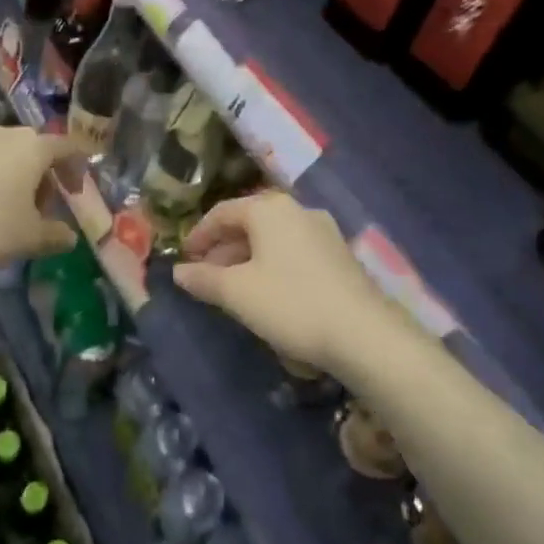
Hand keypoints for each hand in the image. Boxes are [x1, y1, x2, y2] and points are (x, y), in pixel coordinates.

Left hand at [0, 123, 81, 274]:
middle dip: (44, 175)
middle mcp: (6, 131)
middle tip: (44, 207)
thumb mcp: (31, 238)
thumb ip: (57, 235)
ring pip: (8, 152)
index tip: (77, 192)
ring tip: (13, 205)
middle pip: (36, 149)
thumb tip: (70, 237)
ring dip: (17, 173)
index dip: (76, 169)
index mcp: (33, 146)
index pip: (66, 148)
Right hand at [173, 192, 392, 373]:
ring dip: (247, 259)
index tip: (185, 258)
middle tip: (205, 276)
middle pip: (249, 224)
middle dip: (223, 249)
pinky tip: (268, 294)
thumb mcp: (237, 293)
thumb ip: (203, 278)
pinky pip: (294, 252)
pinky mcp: (340, 256)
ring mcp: (323, 232)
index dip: (198, 235)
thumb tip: (179, 271)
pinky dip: (273, 266)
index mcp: (269, 209)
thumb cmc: (290, 303)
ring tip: (233, 289)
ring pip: (273, 240)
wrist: (365, 335)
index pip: (222, 213)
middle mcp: (297, 210)